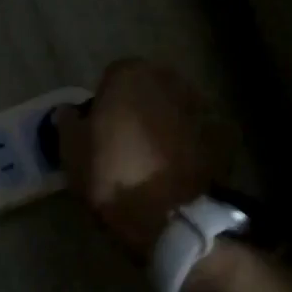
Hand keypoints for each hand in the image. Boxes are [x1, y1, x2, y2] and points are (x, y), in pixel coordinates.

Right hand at [56, 59, 231, 259]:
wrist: (170, 215)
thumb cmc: (112, 176)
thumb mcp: (71, 152)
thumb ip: (68, 123)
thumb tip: (69, 112)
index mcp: (129, 75)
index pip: (111, 77)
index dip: (104, 102)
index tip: (99, 129)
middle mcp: (169, 79)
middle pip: (148, 87)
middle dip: (138, 106)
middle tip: (125, 140)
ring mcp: (201, 104)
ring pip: (174, 107)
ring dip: (165, 123)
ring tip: (152, 157)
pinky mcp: (223, 134)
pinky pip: (197, 131)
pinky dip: (189, 142)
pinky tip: (178, 167)